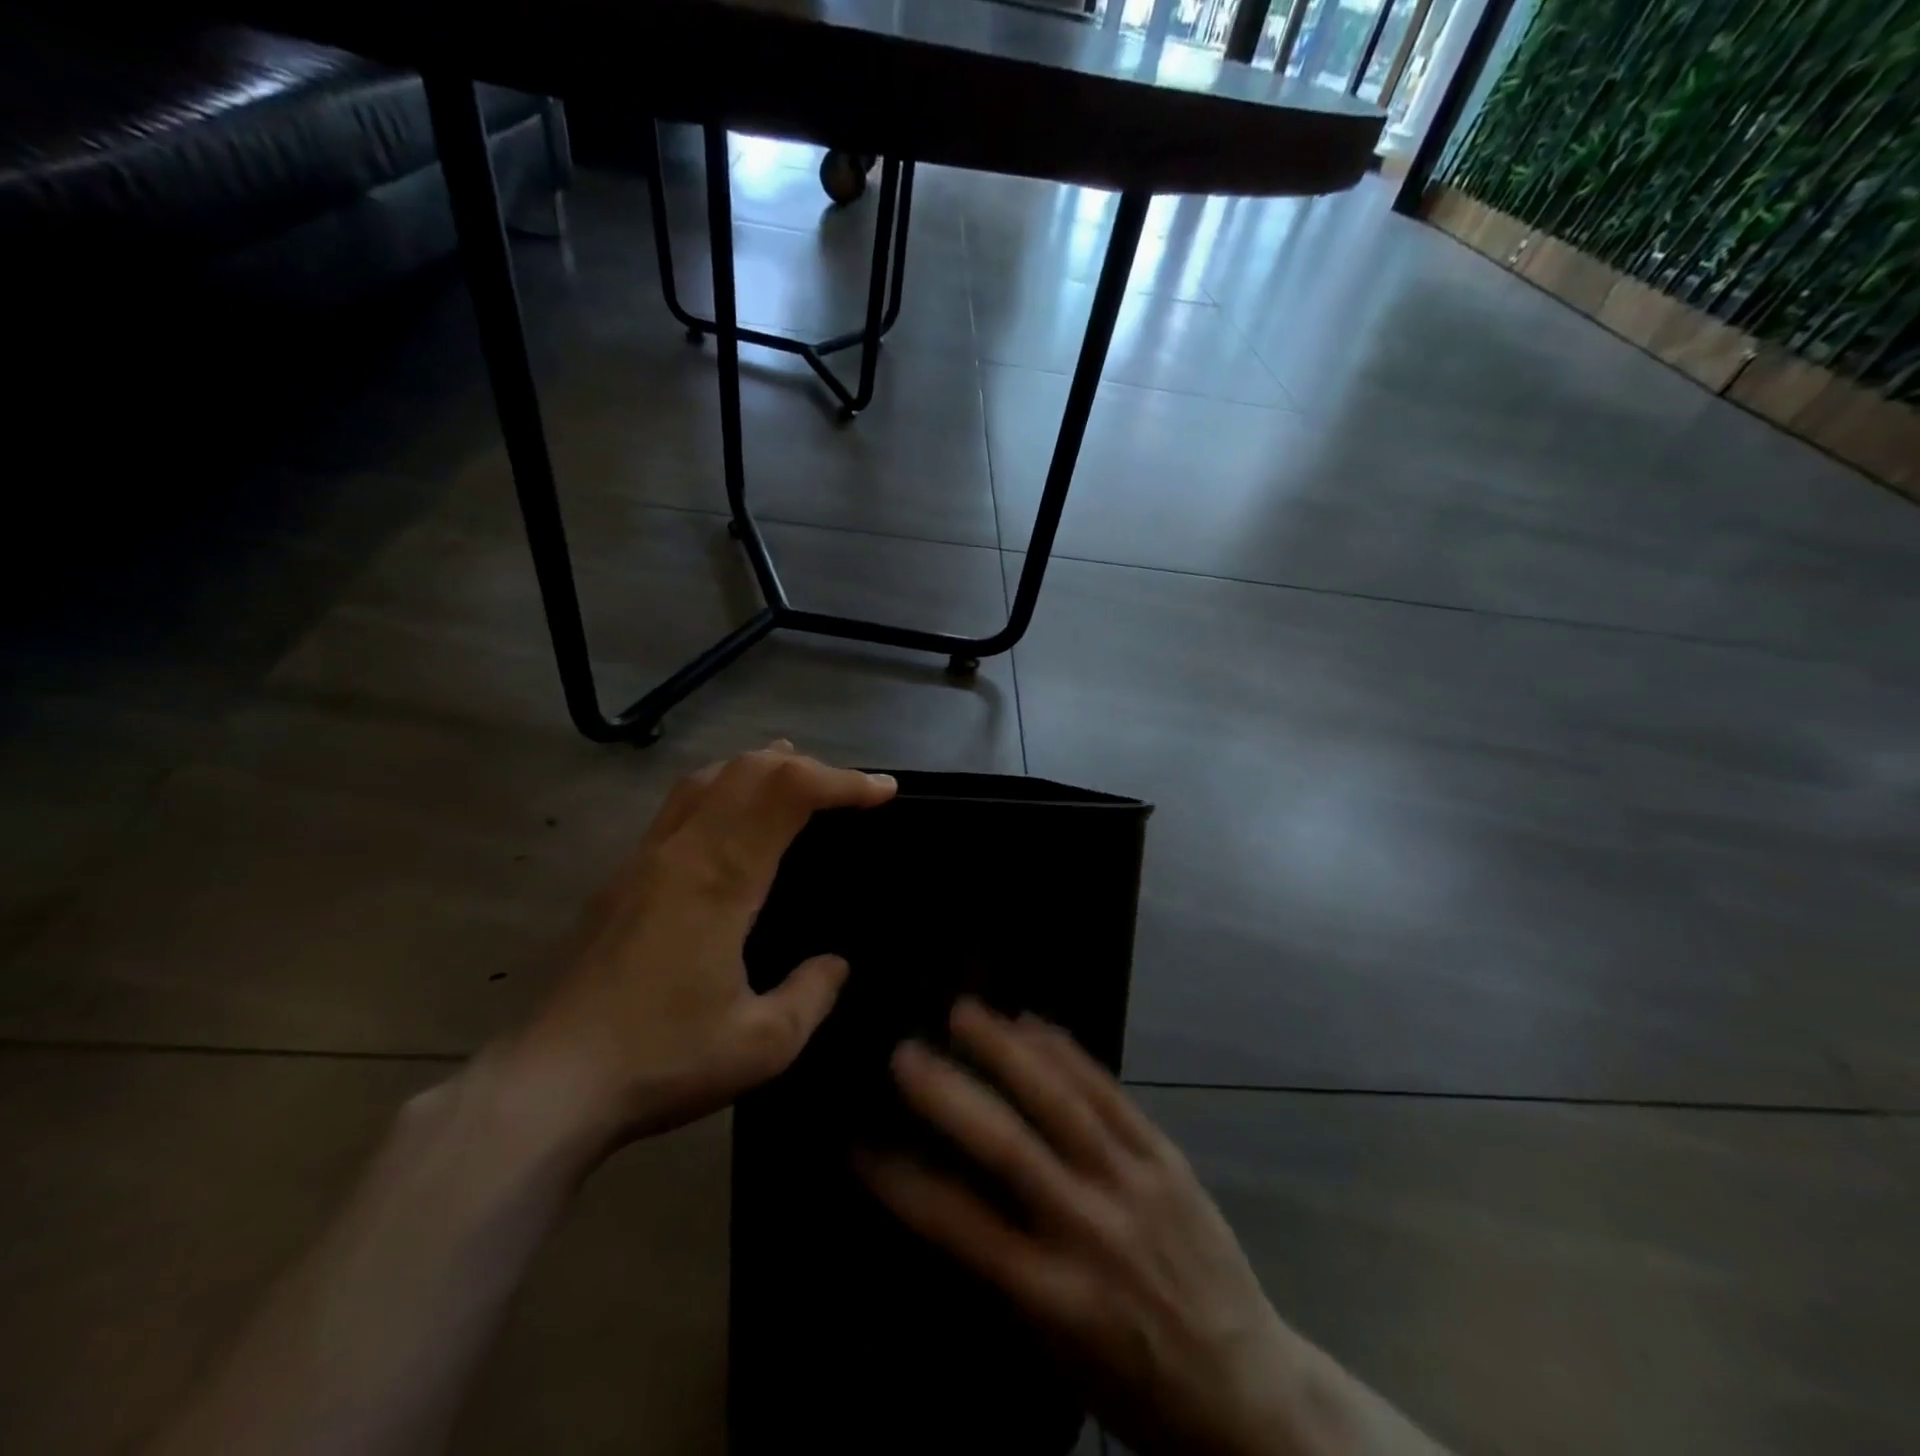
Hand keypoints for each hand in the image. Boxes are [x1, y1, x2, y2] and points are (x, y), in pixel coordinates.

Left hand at [507, 743, 895, 1153]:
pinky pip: (680, 802)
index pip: (788, 793)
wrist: (549, 1084)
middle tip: (850, 790)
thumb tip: (835, 963)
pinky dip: (722, 786)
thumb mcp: (763, 1044)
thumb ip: (813, 994)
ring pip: (708, 777)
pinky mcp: (623, 875)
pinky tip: (732, 817)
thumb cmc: (661, 1060)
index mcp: (722, 878)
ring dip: (760, 766)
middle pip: (749, 769)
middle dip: (810, 767)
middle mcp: (683, 850)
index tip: (884, 791)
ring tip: (797, 777)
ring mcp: (646, 857)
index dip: (843, 781)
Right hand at [858, 1002, 1437, 1455]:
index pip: (960, 1227)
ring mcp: (1133, 1184)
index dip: (903, 1182)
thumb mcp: (1055, 1351)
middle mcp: (1090, 1230)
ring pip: (1062, 1102)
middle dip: (951, 1095)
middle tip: (905, 1052)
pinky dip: (1068, 1054)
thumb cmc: (1134, 1382)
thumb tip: (947, 1197)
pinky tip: (1034, 1024)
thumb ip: (1002, 1273)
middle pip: (1009, 1149)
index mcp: (1053, 1295)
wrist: (1246, 1388)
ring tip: (965, 1011)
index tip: (860, 1143)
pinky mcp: (1166, 1157)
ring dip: (1008, 1051)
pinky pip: (1111, 1094)